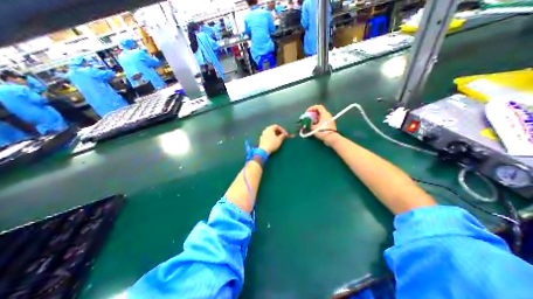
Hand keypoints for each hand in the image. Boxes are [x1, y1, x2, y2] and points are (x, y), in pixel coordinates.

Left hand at [259, 125, 289, 155]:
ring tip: (278, 138)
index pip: (277, 126)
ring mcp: (262, 134)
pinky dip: (271, 137)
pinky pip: (267, 136)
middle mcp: (265, 130)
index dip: (282, 130)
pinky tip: (273, 141)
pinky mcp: (261, 139)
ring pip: (270, 132)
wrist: (264, 150)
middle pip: (273, 129)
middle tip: (282, 135)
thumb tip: (284, 134)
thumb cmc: (272, 144)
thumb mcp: (279, 140)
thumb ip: (283, 136)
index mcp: (270, 128)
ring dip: (274, 134)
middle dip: (278, 132)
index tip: (285, 134)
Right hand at [306, 104, 338, 142]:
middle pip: (319, 111)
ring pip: (321, 116)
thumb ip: (309, 124)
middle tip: (308, 117)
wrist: (331, 138)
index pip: (318, 106)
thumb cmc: (322, 131)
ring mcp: (329, 119)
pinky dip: (318, 121)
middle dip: (312, 113)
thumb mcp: (314, 128)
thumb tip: (307, 122)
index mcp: (324, 114)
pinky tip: (314, 125)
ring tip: (310, 122)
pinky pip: (323, 120)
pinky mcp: (330, 124)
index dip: (311, 108)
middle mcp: (328, 115)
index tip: (307, 112)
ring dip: (315, 118)